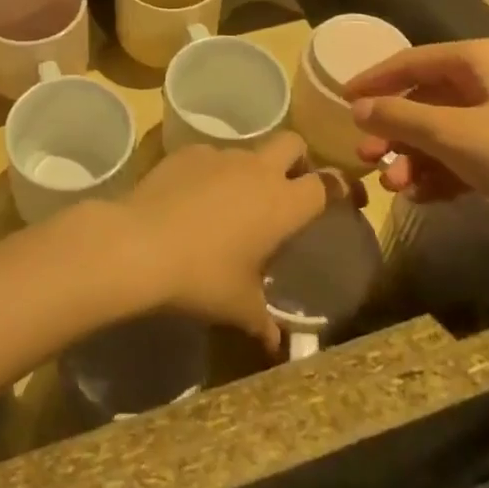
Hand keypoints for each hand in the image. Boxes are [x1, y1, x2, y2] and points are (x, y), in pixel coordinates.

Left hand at [117, 132, 330, 352]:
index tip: (348, 198)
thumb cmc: (202, 277)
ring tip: (233, 206)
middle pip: (293, 143)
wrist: (140, 244)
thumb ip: (263, 321)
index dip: (342, 187)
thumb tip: (276, 344)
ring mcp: (219, 155)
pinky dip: (212, 174)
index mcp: (283, 203)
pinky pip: (210, 157)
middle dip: (298, 159)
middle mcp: (256, 169)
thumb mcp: (239, 307)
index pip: (327, 183)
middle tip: (290, 188)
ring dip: (249, 172)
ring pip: (248, 151)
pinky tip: (194, 201)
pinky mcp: (186, 152)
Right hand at [346, 38, 488, 278]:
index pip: (412, 60)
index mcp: (481, 58)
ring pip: (451, 128)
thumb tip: (358, 107)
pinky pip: (475, 151)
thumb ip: (400, 117)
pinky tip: (427, 196)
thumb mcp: (455, 136)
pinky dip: (448, 170)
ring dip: (418, 156)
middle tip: (366, 158)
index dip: (374, 80)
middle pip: (430, 97)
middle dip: (396, 130)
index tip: (341, 101)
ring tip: (395, 187)